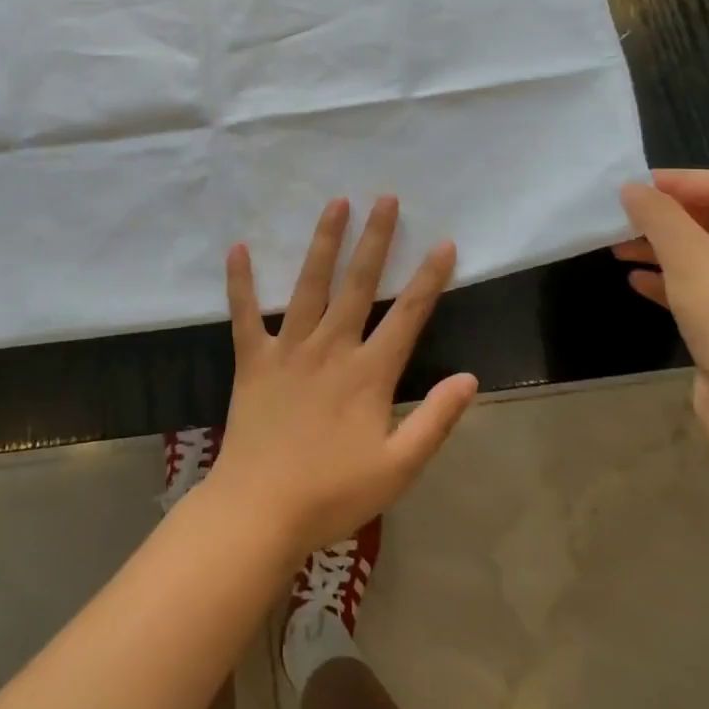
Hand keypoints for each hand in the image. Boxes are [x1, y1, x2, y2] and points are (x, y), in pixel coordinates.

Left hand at [210, 196, 478, 557]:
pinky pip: (245, 314)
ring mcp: (288, 350)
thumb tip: (469, 378)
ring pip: (309, 285)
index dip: (429, 279)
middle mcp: (331, 348)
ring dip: (323, 243)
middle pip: (359, 285)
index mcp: (369, 373)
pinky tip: (238, 247)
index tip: (443, 243)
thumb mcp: (398, 468)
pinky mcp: (252, 360)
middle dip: (375, 240)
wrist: (260, 510)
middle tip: (384, 198)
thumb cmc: (332, 493)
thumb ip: (435, 421)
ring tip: (335, 204)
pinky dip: (241, 282)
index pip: (409, 316)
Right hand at [614, 169, 708, 461]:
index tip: (630, 187)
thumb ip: (657, 215)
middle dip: (664, 217)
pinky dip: (672, 280)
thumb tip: (631, 188)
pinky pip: (705, 287)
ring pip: (706, 255)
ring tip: (618, 249)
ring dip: (662, 248)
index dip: (675, 181)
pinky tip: (637, 282)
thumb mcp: (688, 256)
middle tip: (619, 219)